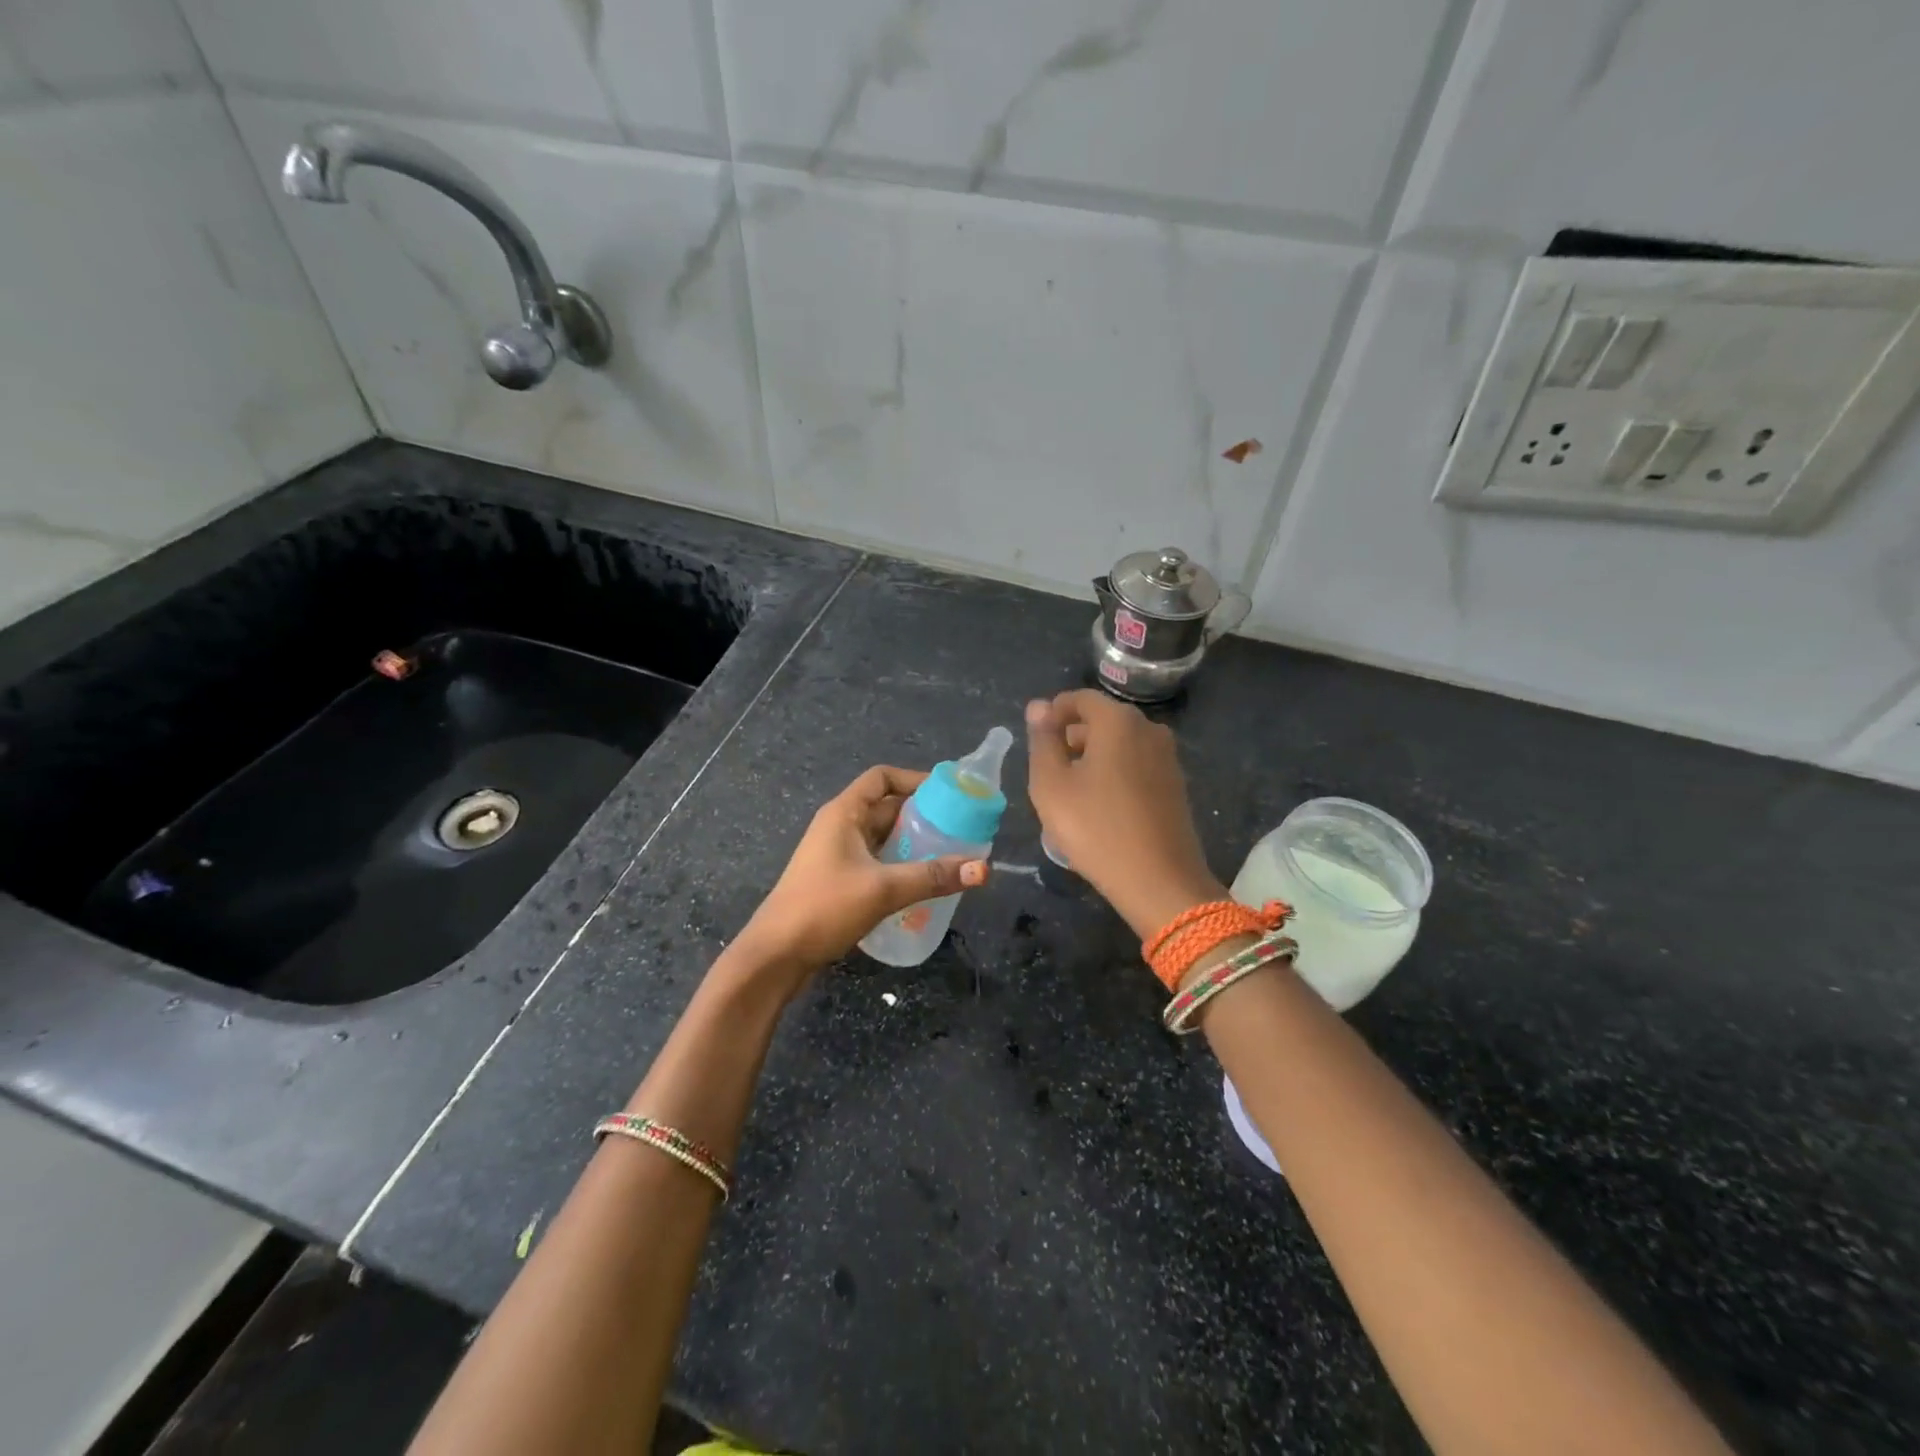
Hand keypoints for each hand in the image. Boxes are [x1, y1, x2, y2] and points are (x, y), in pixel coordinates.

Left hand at [733, 765, 988, 985]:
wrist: (775, 956)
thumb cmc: (824, 908)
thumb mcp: (883, 889)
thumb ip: (932, 877)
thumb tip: (983, 869)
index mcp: (844, 813)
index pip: (882, 778)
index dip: (915, 779)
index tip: (949, 795)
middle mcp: (840, 827)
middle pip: (887, 808)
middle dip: (923, 816)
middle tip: (960, 830)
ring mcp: (837, 855)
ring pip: (883, 838)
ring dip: (913, 844)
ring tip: (950, 857)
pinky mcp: (838, 881)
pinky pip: (876, 862)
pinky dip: (900, 866)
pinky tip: (923, 884)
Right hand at [1026, 691, 1223, 937]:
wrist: (1159, 882)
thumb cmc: (1096, 829)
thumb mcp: (1051, 785)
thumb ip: (1042, 741)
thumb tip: (1037, 707)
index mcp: (1118, 721)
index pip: (1078, 698)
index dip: (1052, 715)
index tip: (1035, 744)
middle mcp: (1149, 729)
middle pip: (1100, 721)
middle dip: (1071, 739)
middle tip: (1047, 775)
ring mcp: (1167, 757)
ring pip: (1118, 746)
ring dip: (1091, 760)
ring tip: (1069, 796)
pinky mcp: (1175, 785)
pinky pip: (1135, 766)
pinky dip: (1113, 776)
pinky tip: (1099, 810)